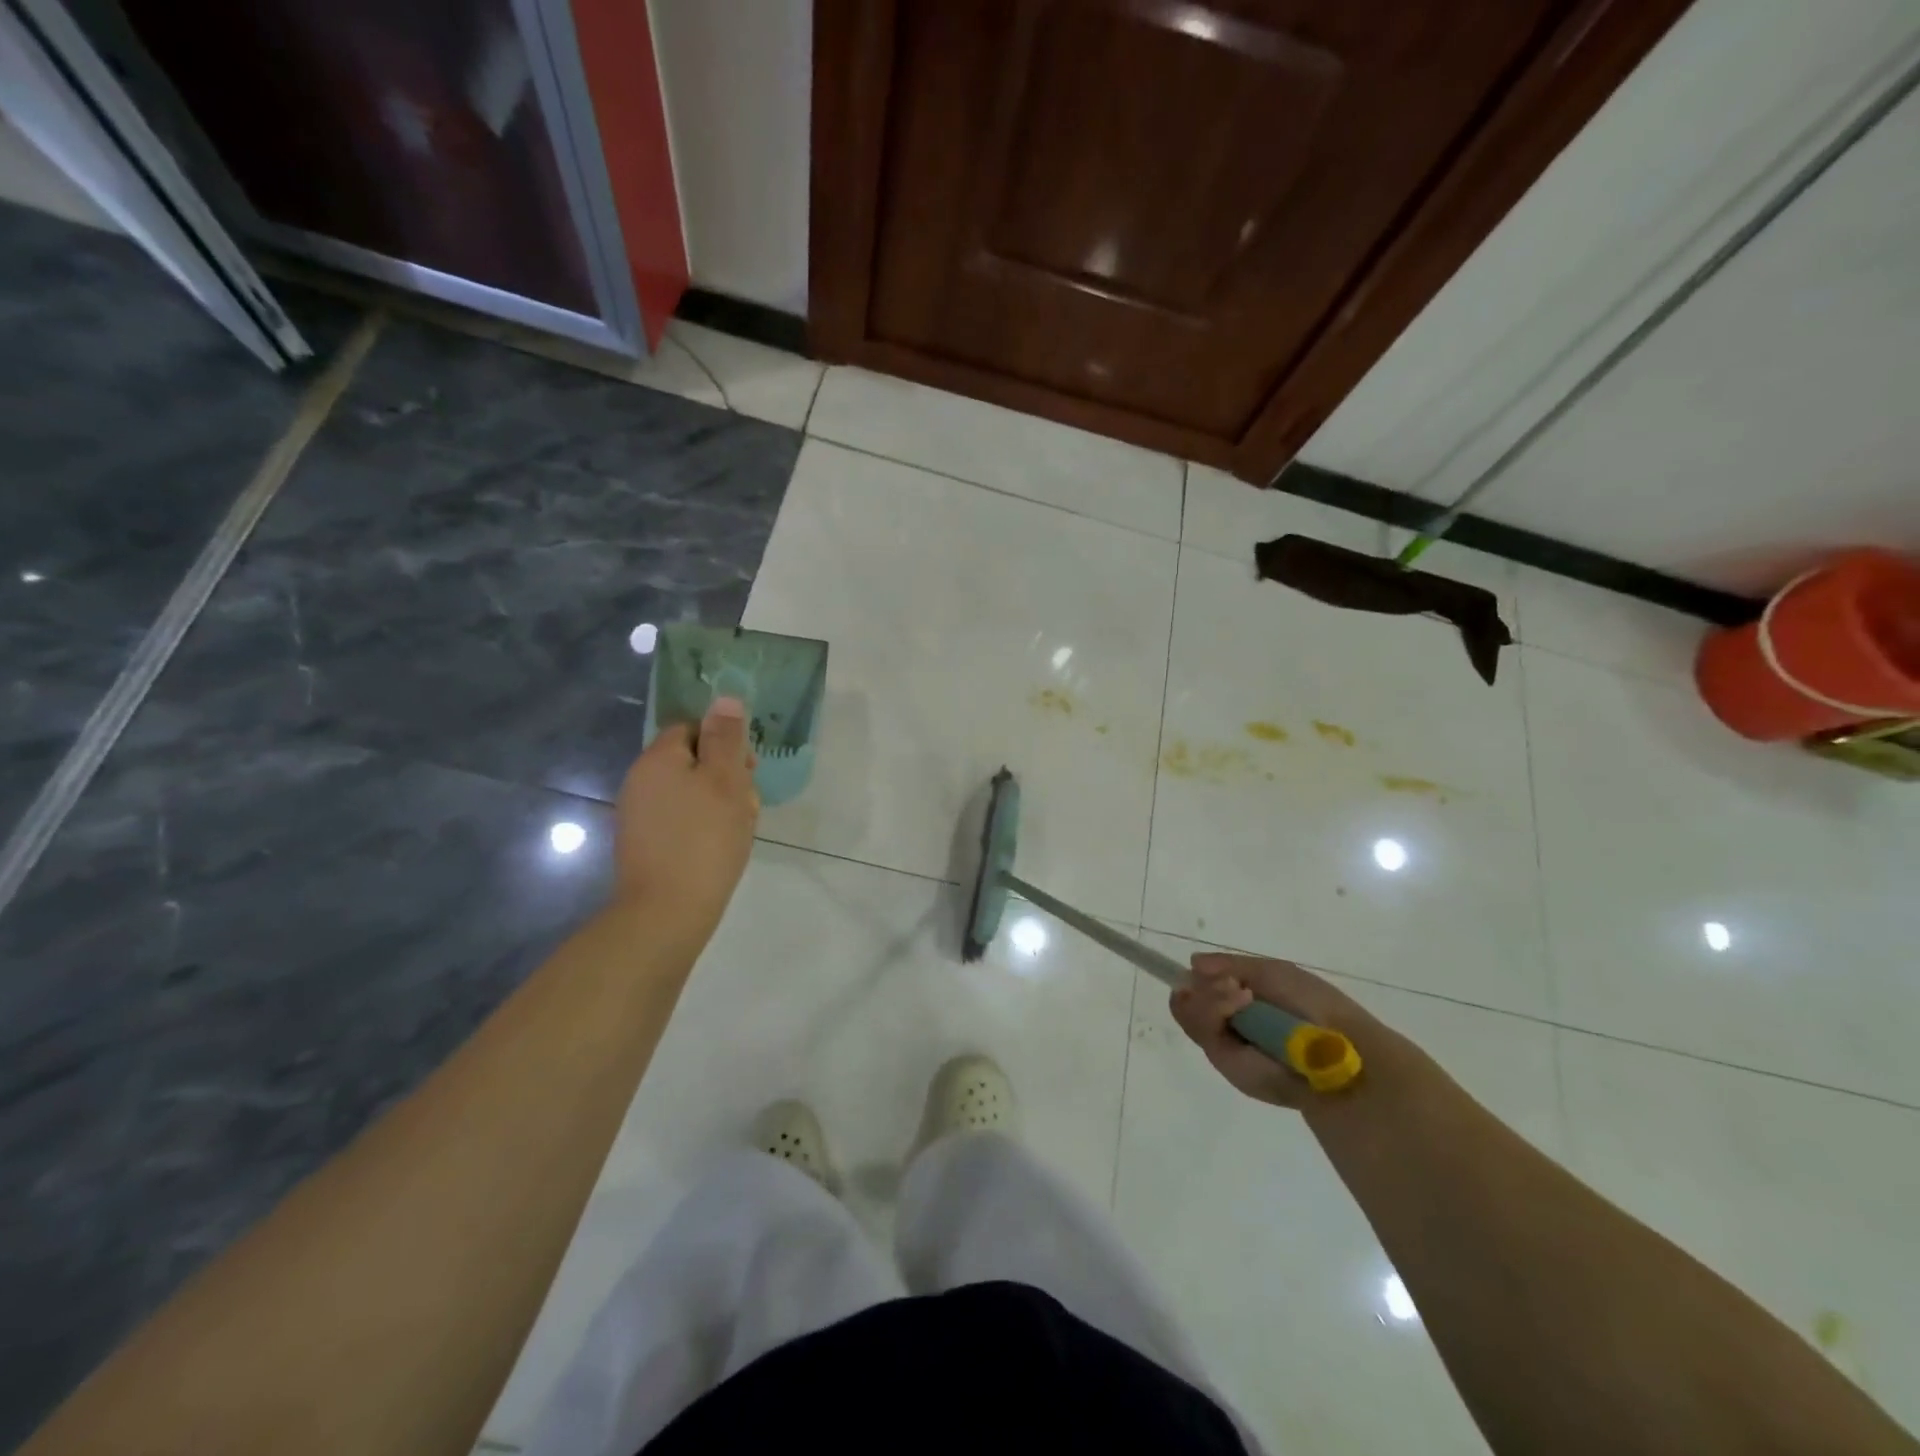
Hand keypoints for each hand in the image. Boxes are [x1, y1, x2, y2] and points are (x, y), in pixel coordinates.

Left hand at [613, 697, 759, 943]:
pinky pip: (679, 819)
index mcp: (658, 759)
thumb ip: (726, 738)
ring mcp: (638, 814)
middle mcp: (641, 780)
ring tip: (739, 828)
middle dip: (725, 776)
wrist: (666, 912)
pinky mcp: (644, 843)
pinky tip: (721, 847)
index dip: (725, 743)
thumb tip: (724, 698)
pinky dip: (702, 826)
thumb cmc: (704, 840)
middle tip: (748, 803)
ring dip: (718, 803)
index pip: (693, 728)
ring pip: (689, 792)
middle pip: (692, 760)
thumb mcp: (726, 781)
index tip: (748, 769)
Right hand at [1170, 953, 1410, 1109]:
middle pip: (1189, 998)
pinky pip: (1200, 1030)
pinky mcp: (1225, 1063)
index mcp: (1244, 1002)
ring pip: (1188, 1011)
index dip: (1197, 978)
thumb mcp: (1272, 972)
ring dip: (1209, 996)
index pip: (1203, 988)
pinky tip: (1239, 1003)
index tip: (1198, 969)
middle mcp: (1231, 1023)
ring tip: (1239, 994)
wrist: (1336, 1049)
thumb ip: (1230, 964)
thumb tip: (1192, 964)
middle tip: (1230, 983)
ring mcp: (1226, 1044)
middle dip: (1204, 985)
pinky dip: (1214, 1009)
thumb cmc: (1312, 1004)